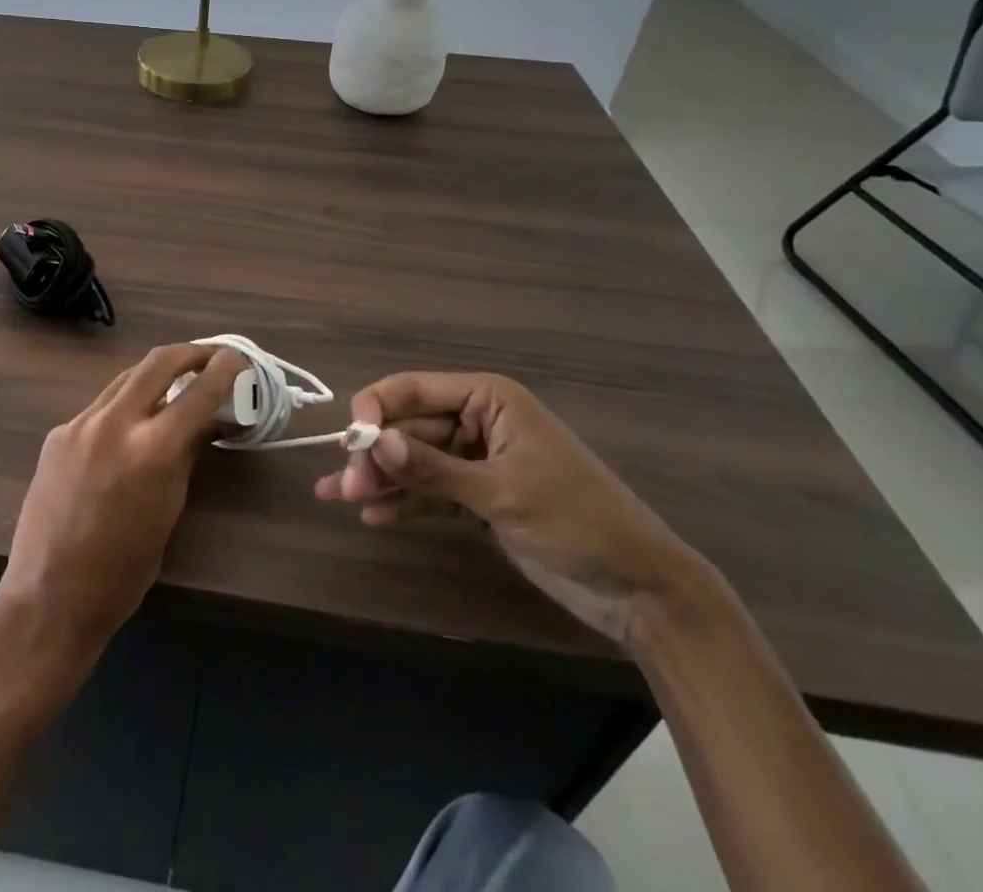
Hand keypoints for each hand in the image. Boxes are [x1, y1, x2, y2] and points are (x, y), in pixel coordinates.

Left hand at [0, 344, 241, 655]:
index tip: (238, 359)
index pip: (198, 393)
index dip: (223, 370)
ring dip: (155, 374)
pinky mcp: (58, 433)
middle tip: (211, 356)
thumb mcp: (169, 510)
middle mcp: (113, 422)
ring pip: (125, 379)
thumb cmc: (123, 570)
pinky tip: (133, 424)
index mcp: (150, 449)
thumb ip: (188, 456)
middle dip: (189, 352)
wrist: (49, 595)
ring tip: (178, 380)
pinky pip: (99, 407)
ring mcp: (79, 423)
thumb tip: (210, 423)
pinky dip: (125, 405)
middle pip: (157, 362)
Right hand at [315, 372, 713, 644]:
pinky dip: (404, 503)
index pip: (415, 389)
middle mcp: (477, 422)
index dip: (377, 408)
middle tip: (345, 486)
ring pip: (414, 461)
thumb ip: (433, 468)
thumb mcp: (502, 493)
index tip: (350, 440)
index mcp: (488, 400)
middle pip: (409, 428)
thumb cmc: (577, 522)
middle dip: (376, 454)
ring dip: (381, 479)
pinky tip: (375, 517)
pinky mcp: (479, 498)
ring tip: (341, 498)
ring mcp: (477, 462)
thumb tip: (374, 442)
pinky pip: (430, 491)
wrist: (642, 592)